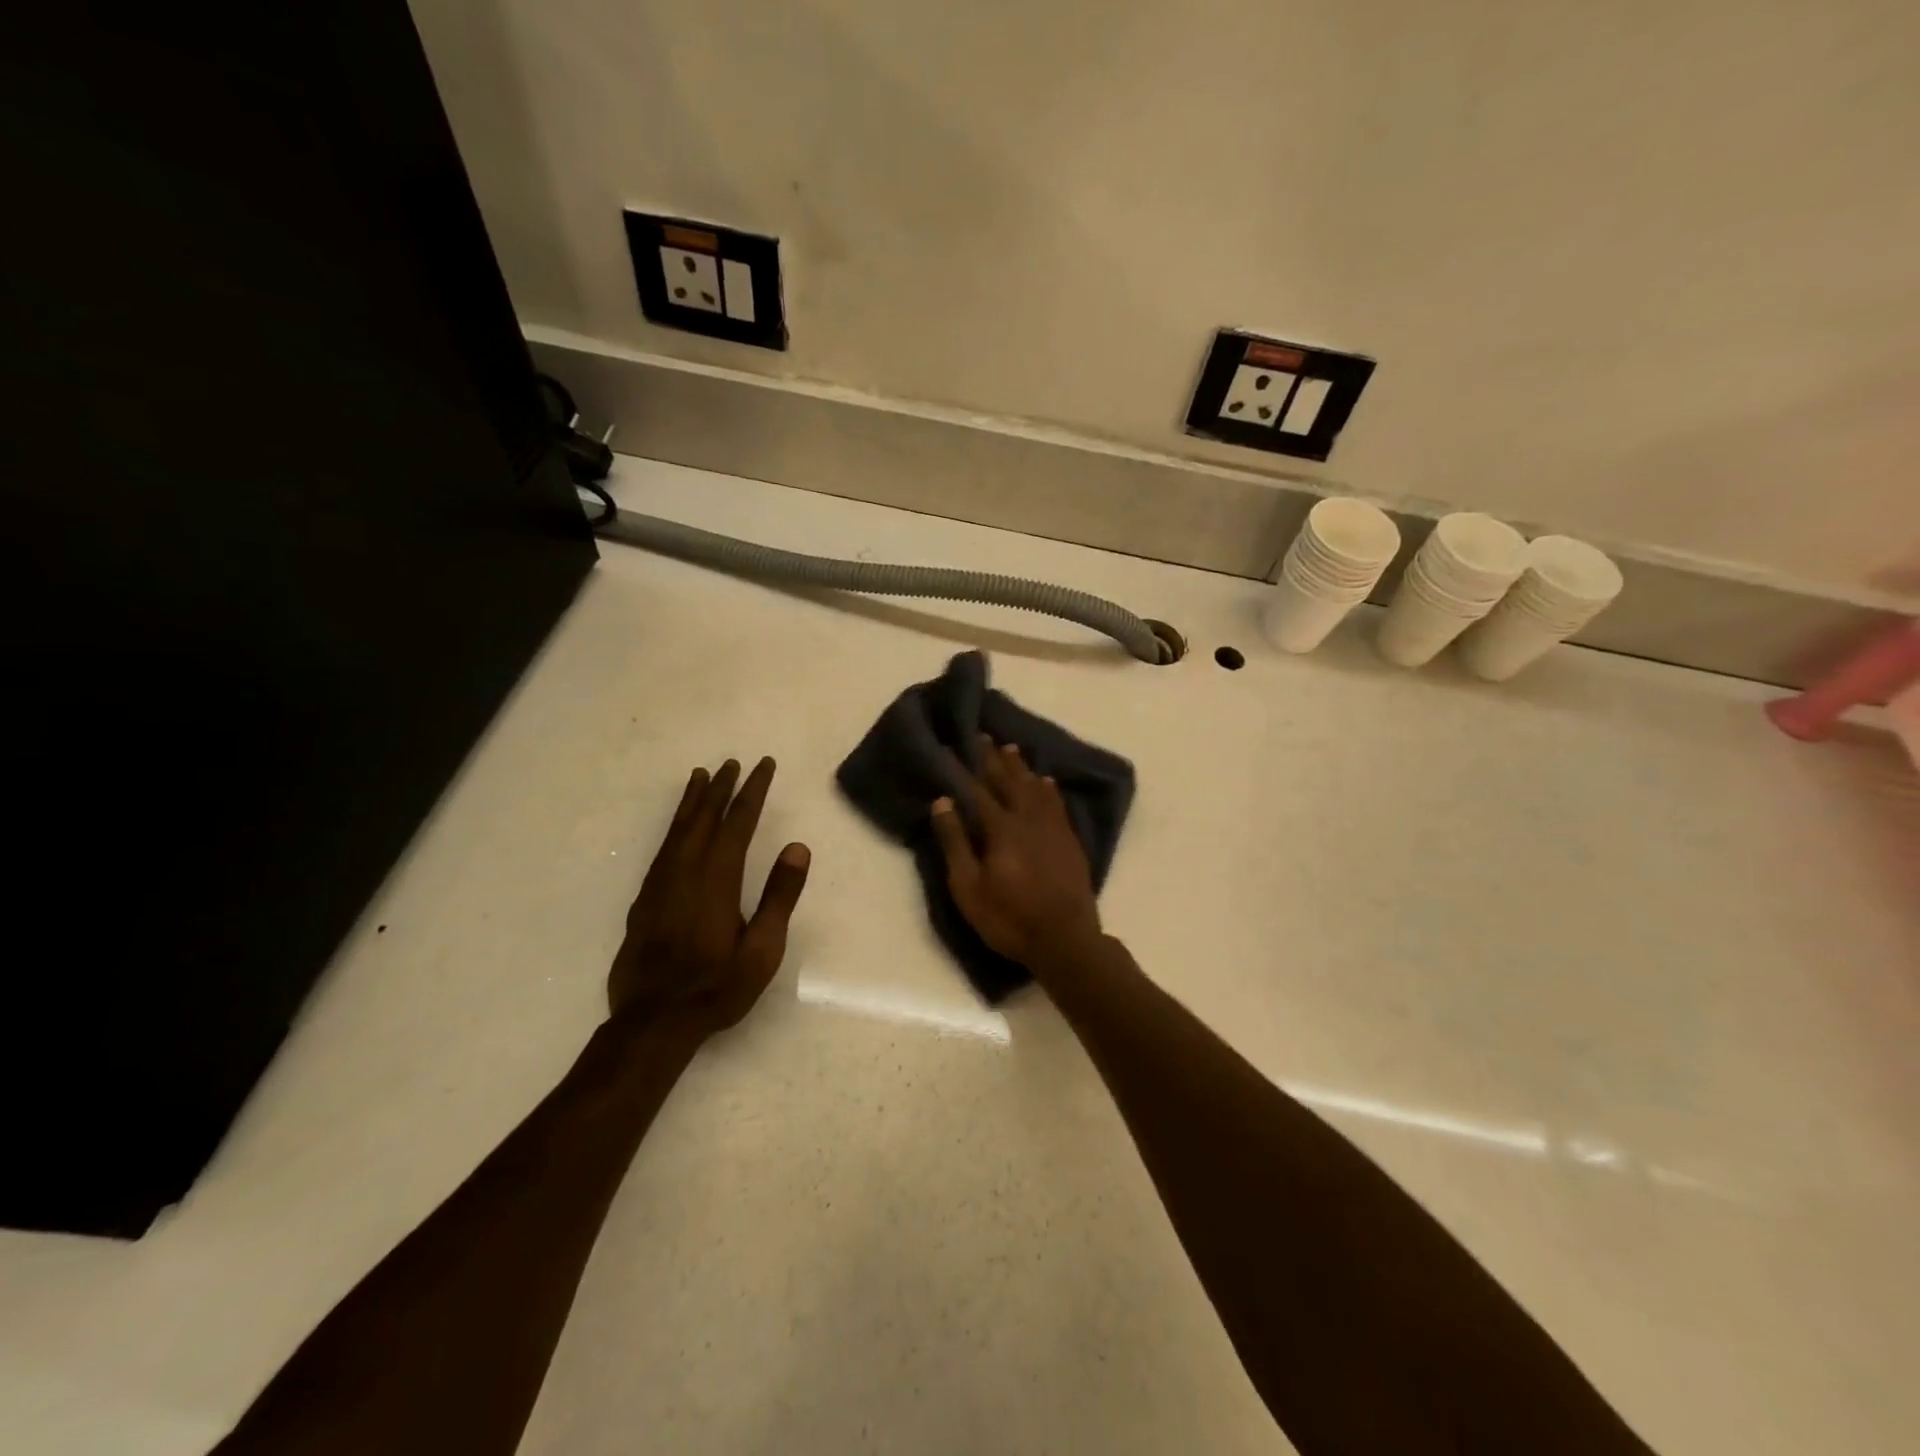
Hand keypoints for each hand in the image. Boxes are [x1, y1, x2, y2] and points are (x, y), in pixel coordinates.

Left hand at [609, 757, 810, 1036]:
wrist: (653, 1022)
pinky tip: (677, 828)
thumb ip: (780, 897)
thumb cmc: (717, 988)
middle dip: (720, 789)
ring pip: (677, 831)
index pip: (737, 824)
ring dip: (692, 802)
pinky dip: (673, 827)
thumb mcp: (763, 949)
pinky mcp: (644, 901)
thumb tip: (797, 848)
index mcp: (717, 880)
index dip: (752, 791)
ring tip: (700, 776)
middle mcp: (685, 873)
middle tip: (731, 762)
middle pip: (704, 819)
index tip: (762, 765)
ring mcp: (660, 886)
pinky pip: (662, 849)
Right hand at [929, 735, 1102, 968]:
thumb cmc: (1009, 918)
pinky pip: (1057, 804)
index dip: (962, 768)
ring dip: (1021, 767)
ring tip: (1010, 749)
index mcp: (1000, 828)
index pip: (976, 790)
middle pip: (1008, 782)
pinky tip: (1046, 781)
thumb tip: (942, 802)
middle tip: (983, 736)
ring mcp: (1053, 829)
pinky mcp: (1070, 841)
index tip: (950, 746)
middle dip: (993, 758)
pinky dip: (1048, 789)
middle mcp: (1028, 819)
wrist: (1065, 940)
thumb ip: (955, 842)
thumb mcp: (969, 887)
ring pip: (1035, 788)